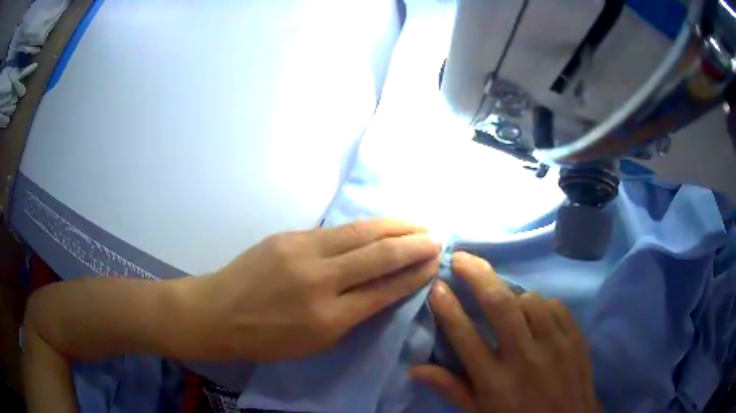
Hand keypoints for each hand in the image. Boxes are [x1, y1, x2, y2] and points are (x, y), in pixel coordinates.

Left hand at [183, 218, 440, 360]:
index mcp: (329, 318)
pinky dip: (365, 226)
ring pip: (360, 232)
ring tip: (417, 223)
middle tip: (435, 237)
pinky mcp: (289, 236)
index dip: (413, 275)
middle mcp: (320, 280)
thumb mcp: (316, 342)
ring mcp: (302, 251)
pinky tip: (380, 224)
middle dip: (413, 244)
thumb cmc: (267, 339)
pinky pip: (336, 230)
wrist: (218, 313)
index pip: (384, 290)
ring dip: (394, 226)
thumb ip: (352, 315)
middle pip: (378, 255)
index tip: (434, 263)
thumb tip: (383, 289)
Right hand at [410, 252, 597, 412]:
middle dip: (477, 275)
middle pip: (499, 305)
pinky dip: (539, 303)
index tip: (437, 286)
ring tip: (501, 295)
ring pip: (530, 300)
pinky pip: (554, 306)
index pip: (465, 336)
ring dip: (511, 292)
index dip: (447, 307)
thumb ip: (451, 388)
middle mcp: (525, 358)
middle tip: (461, 257)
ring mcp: (555, 344)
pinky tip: (534, 311)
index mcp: (496, 381)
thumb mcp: (480, 412)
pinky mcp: (575, 337)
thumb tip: (415, 369)